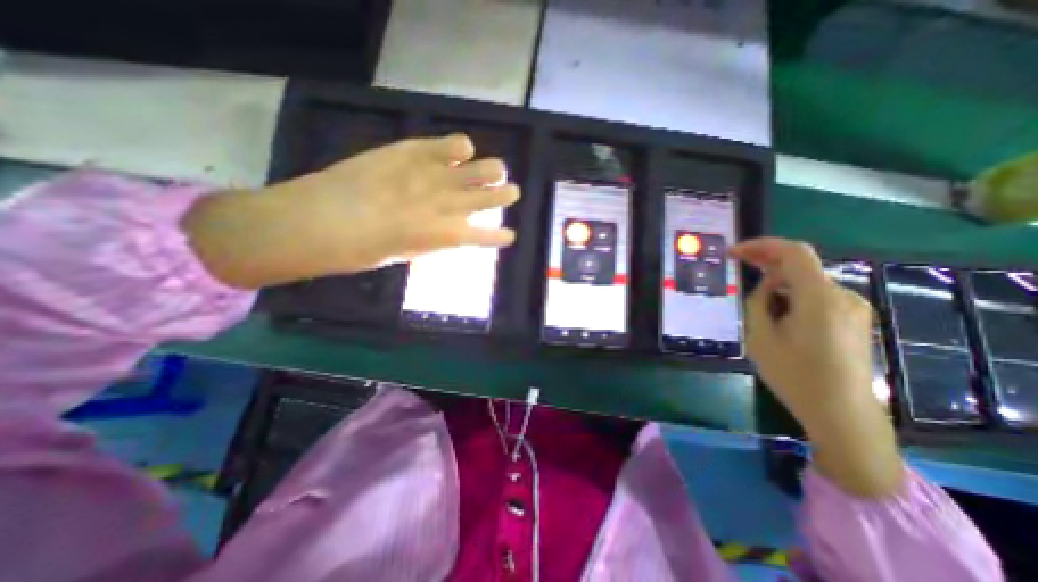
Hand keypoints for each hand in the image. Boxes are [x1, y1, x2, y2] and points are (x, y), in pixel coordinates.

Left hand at [181, 135, 518, 288]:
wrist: (319, 220)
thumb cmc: (363, 251)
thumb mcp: (406, 253)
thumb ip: (432, 239)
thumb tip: (444, 229)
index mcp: (448, 236)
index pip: (487, 236)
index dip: (501, 236)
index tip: (509, 235)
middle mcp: (450, 205)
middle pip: (493, 196)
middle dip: (506, 195)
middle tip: (511, 192)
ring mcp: (435, 176)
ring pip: (483, 169)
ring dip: (494, 171)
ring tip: (497, 170)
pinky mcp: (414, 151)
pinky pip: (453, 144)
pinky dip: (461, 146)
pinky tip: (461, 149)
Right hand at [724, 239, 905, 498]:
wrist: (842, 414)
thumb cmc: (795, 375)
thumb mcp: (760, 336)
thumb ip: (758, 302)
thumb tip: (766, 285)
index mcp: (819, 298)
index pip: (793, 252)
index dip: (761, 245)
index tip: (733, 253)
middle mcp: (842, 295)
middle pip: (800, 265)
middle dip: (766, 262)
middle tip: (737, 267)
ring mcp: (852, 308)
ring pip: (806, 282)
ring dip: (777, 283)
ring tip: (756, 306)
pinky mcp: (853, 319)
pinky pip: (816, 295)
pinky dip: (792, 295)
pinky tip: (778, 315)